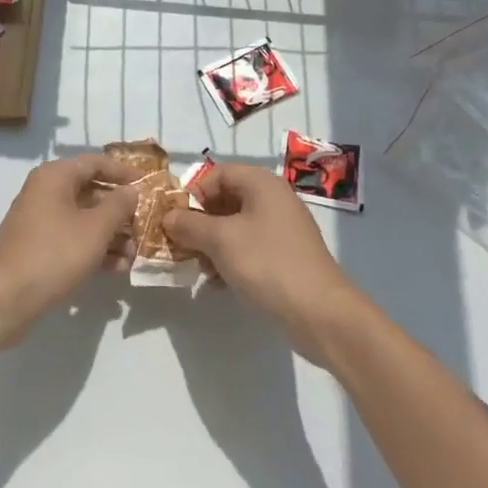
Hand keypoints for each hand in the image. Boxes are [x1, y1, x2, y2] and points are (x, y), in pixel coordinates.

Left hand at [0, 154, 139, 346]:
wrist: (7, 297)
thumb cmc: (55, 253)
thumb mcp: (95, 228)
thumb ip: (118, 205)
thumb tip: (131, 191)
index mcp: (55, 176)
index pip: (96, 163)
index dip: (123, 173)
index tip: (147, 185)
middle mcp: (45, 191)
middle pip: (90, 191)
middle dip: (119, 210)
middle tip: (144, 224)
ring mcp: (39, 220)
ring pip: (83, 218)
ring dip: (110, 233)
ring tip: (134, 253)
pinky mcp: (38, 246)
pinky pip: (72, 238)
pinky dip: (93, 248)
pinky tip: (117, 267)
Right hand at [164, 164, 368, 362]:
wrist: (320, 313)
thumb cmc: (267, 263)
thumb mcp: (220, 240)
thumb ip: (189, 225)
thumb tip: (167, 217)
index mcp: (261, 184)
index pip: (217, 174)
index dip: (193, 193)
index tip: (174, 219)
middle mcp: (273, 199)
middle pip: (225, 200)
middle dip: (200, 223)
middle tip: (181, 246)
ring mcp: (282, 228)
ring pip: (235, 226)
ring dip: (211, 245)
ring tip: (198, 269)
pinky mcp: (285, 256)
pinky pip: (249, 248)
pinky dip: (229, 260)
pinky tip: (216, 284)